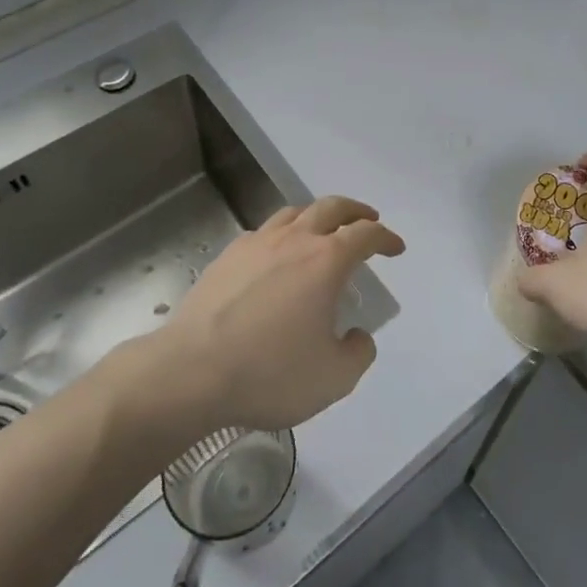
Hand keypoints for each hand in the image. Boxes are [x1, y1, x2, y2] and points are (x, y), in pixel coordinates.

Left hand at [158, 197, 404, 432]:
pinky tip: (276, 256)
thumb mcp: (333, 378)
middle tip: (367, 220)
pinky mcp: (226, 257)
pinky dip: (281, 235)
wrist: (190, 371)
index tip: (395, 248)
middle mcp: (294, 240)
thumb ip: (358, 354)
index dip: (385, 238)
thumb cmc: (269, 373)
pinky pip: (263, 232)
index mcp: (326, 261)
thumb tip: (357, 336)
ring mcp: (256, 244)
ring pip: (294, 213)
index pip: (365, 234)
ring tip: (322, 231)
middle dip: (355, 211)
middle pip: (331, 207)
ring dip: (316, 216)